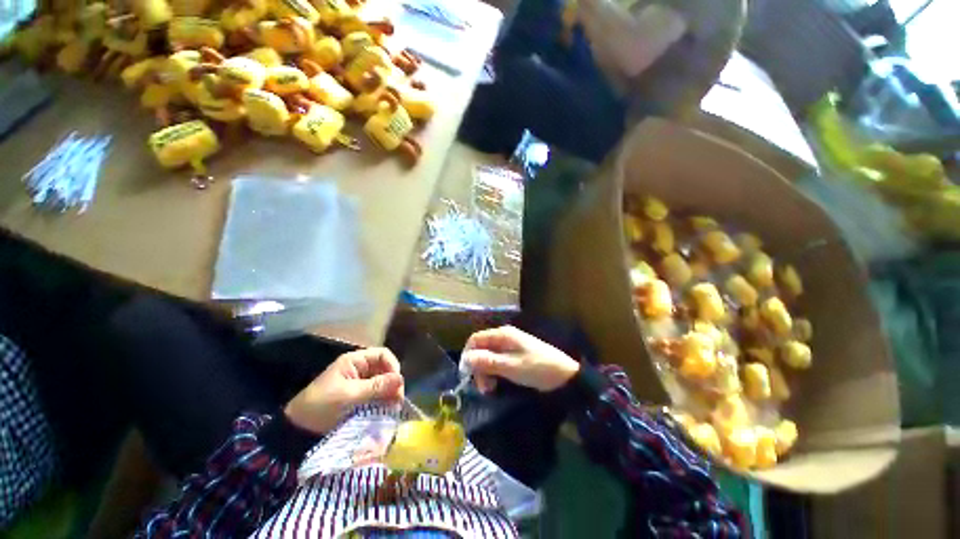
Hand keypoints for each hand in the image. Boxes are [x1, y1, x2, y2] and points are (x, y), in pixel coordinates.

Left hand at [284, 348, 404, 433]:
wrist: (296, 431)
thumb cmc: (320, 407)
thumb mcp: (348, 396)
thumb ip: (375, 387)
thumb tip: (401, 379)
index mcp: (355, 361)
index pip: (382, 355)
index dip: (392, 366)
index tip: (397, 384)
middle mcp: (360, 369)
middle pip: (385, 369)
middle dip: (393, 382)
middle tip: (397, 401)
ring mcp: (360, 384)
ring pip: (383, 383)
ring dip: (389, 393)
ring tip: (393, 408)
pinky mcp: (359, 398)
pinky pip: (377, 395)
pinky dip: (383, 402)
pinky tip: (385, 411)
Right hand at [461, 326, 579, 392]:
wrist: (564, 375)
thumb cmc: (537, 368)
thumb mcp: (511, 366)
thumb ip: (488, 361)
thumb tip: (466, 359)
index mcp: (502, 335)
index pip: (476, 339)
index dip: (468, 355)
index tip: (467, 375)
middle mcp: (504, 337)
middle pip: (481, 349)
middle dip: (478, 367)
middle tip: (483, 388)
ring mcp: (510, 346)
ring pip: (488, 357)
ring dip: (486, 372)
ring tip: (490, 390)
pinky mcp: (515, 356)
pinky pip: (497, 361)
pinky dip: (494, 373)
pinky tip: (497, 385)